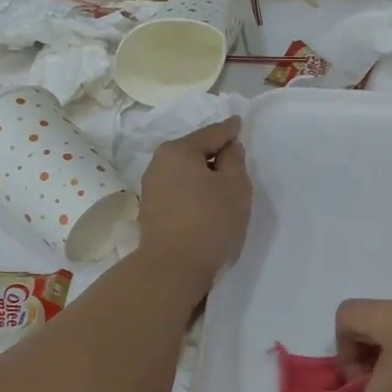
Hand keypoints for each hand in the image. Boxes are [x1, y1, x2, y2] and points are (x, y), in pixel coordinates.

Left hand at [136, 118, 251, 296]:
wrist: (173, 268)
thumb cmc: (209, 221)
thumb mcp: (235, 186)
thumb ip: (234, 160)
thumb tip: (228, 148)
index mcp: (178, 150)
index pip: (212, 133)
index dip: (230, 129)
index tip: (239, 122)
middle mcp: (159, 164)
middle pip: (195, 152)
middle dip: (215, 153)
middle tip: (236, 158)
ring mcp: (152, 188)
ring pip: (186, 173)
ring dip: (203, 175)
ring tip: (224, 184)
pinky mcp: (152, 211)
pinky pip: (180, 190)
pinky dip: (194, 191)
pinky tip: (206, 202)